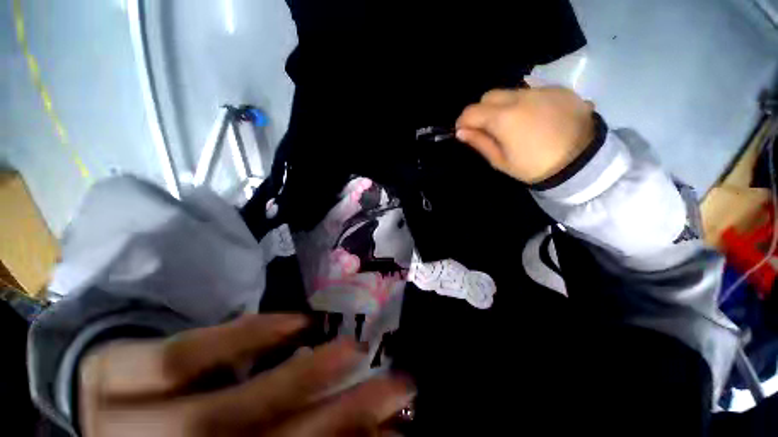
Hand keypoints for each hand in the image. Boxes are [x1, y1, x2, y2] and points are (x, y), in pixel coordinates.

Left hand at [79, 314, 414, 435]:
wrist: (106, 400)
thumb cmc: (183, 434)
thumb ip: (293, 430)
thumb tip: (361, 426)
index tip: (395, 428)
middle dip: (342, 419)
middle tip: (393, 385)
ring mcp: (132, 421)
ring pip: (223, 413)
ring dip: (300, 381)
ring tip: (352, 352)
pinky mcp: (123, 373)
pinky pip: (187, 356)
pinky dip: (245, 338)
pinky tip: (294, 323)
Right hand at [456, 87, 595, 183]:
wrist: (582, 161)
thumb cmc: (534, 166)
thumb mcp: (501, 161)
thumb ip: (480, 143)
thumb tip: (461, 132)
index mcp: (503, 118)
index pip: (471, 111)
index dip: (462, 122)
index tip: (463, 132)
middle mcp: (520, 97)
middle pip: (489, 95)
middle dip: (482, 110)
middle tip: (488, 128)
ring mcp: (541, 90)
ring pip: (510, 92)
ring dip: (503, 106)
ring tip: (513, 124)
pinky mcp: (558, 89)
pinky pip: (531, 91)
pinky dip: (524, 103)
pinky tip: (534, 118)